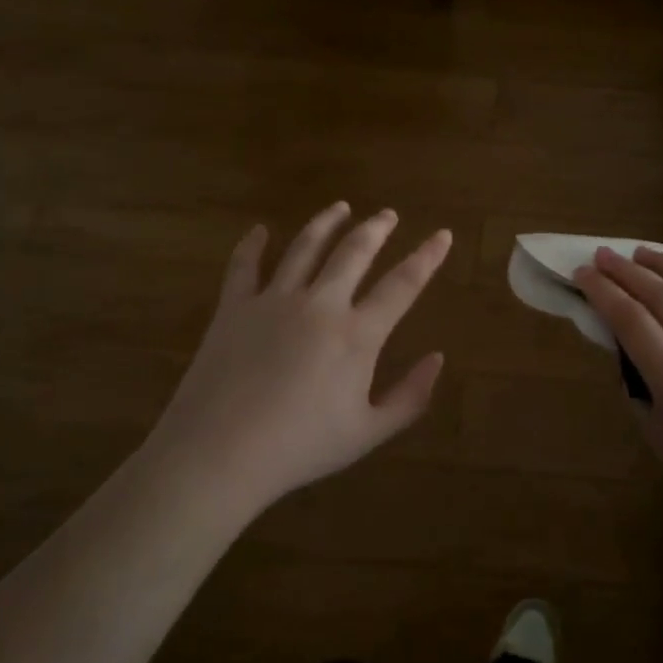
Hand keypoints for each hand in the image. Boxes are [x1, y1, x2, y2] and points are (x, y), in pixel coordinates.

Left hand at [154, 203, 451, 514]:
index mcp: (357, 334)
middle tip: (388, 214)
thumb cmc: (300, 447)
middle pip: (354, 252)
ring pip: (305, 247)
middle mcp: (320, 304)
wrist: (219, 454)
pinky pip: (244, 265)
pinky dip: (252, 244)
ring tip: (340, 208)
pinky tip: (259, 231)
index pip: (403, 284)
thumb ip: (410, 396)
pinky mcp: (234, 307)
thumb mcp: (368, 433)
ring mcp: (273, 300)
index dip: (427, 257)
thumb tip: (438, 359)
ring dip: (326, 223)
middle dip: (376, 228)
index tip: (443, 234)